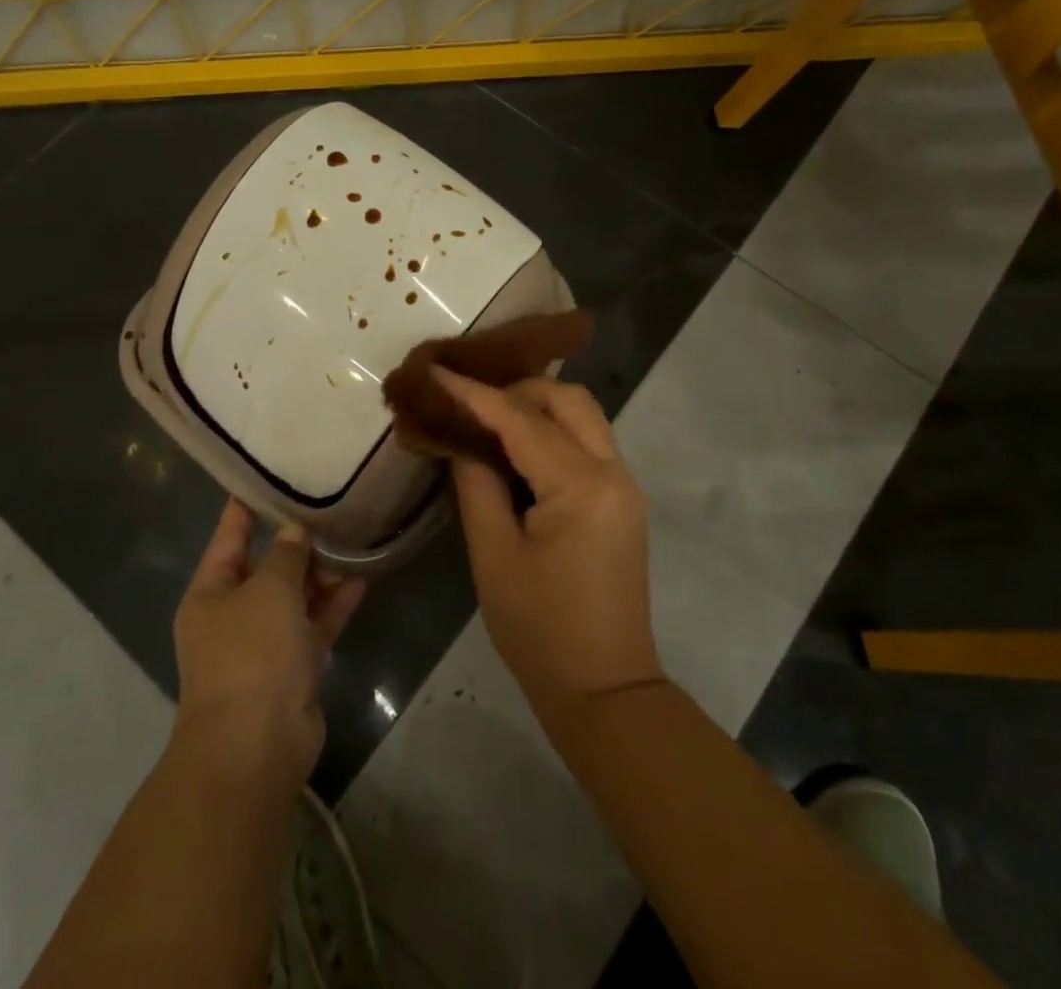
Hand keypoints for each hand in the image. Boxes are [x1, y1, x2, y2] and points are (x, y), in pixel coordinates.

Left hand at [172, 500, 367, 790]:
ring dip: (320, 572)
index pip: (229, 536)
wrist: (256, 747)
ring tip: (352, 535)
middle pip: (266, 566)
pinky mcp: (293, 668)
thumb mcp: (268, 589)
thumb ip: (285, 554)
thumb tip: (294, 530)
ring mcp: (264, 644)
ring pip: (295, 596)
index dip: (246, 506)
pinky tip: (363, 578)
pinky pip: (315, 625)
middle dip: (295, 541)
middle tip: (328, 504)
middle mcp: (233, 615)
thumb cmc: (251, 653)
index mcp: (210, 592)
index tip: (269, 474)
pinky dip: (335, 604)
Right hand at [434, 369, 663, 712]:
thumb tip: (461, 440)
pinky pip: (588, 441)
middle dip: (515, 388)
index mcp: (581, 487)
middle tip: (467, 399)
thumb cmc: (540, 630)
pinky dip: (552, 428)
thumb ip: (476, 484)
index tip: (435, 370)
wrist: (604, 690)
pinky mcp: (623, 500)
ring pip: (583, 414)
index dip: (473, 393)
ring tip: (487, 413)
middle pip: (568, 399)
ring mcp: (625, 485)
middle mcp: (614, 472)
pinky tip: (516, 443)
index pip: (520, 420)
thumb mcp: (493, 555)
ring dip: (537, 404)